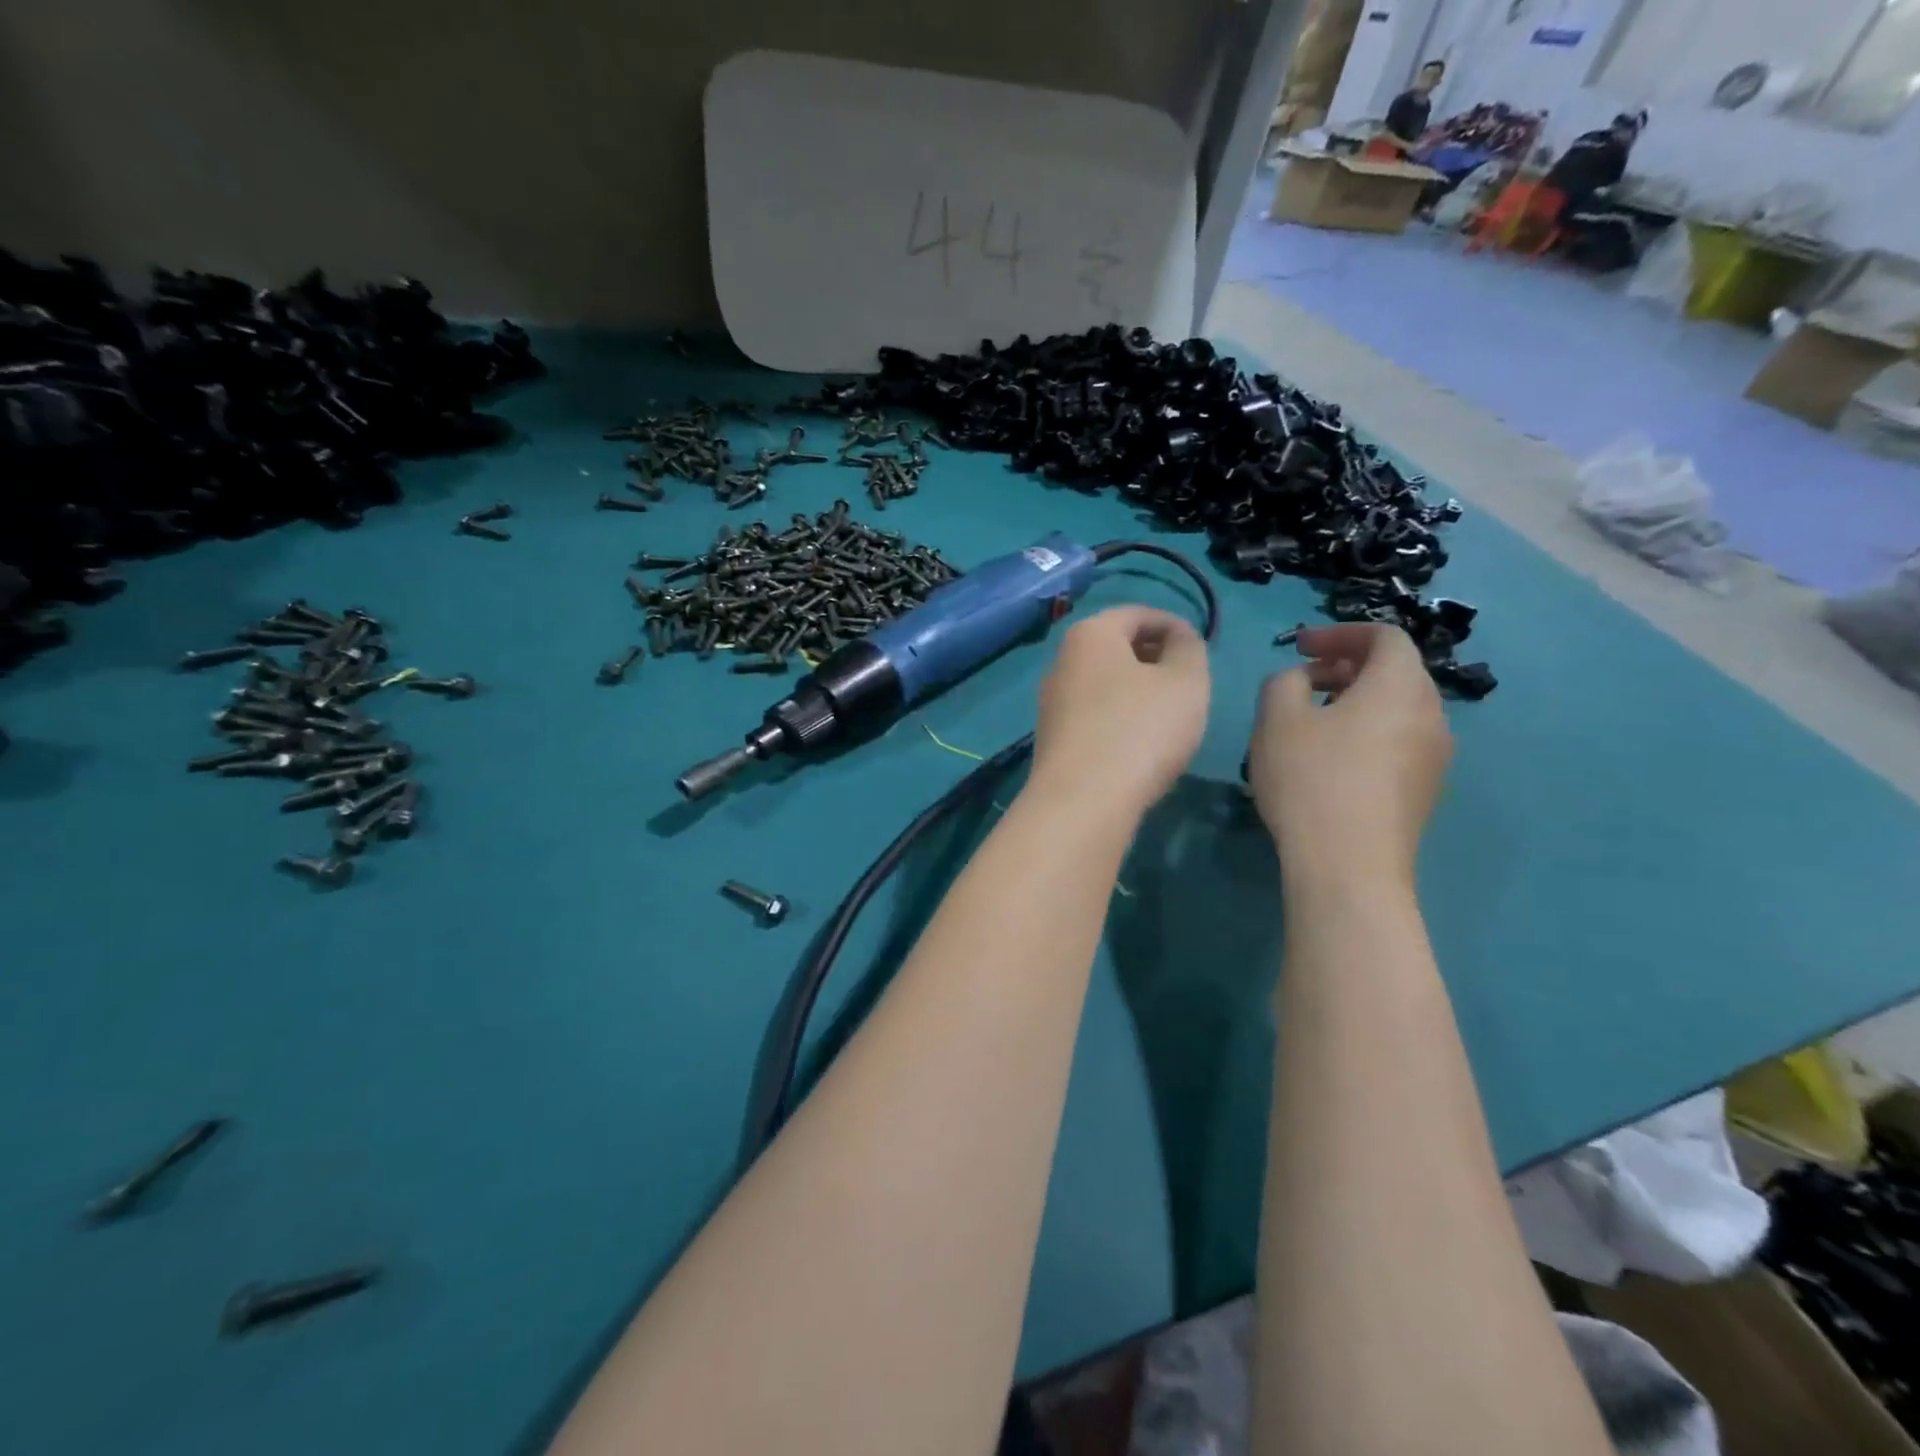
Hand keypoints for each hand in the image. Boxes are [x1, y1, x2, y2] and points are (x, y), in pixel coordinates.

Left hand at [1029, 607, 1209, 816]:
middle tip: (1188, 682)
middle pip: (1116, 647)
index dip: (1174, 625)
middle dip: (1154, 658)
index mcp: (1090, 634)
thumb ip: (1189, 649)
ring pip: (1104, 683)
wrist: (1083, 801)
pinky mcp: (1053, 739)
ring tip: (1169, 715)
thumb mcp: (1185, 681)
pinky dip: (1119, 718)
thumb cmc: (1140, 729)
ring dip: (1137, 691)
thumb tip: (1178, 639)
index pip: (1137, 614)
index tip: (1201, 649)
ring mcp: (1052, 702)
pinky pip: (1094, 714)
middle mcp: (1062, 661)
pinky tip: (1140, 744)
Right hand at [1246, 624, 1449, 880]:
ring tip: (1311, 723)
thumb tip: (1299, 680)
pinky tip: (1329, 761)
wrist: (1349, 866)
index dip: (1339, 633)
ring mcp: (1434, 756)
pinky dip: (1366, 733)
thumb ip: (1284, 681)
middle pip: (1394, 672)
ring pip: (1396, 709)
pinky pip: (1398, 742)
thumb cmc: (1311, 780)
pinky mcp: (1425, 790)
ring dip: (1355, 702)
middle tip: (1301, 683)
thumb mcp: (1277, 719)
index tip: (1299, 648)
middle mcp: (1431, 714)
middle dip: (1346, 667)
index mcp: (1400, 686)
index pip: (1384, 636)